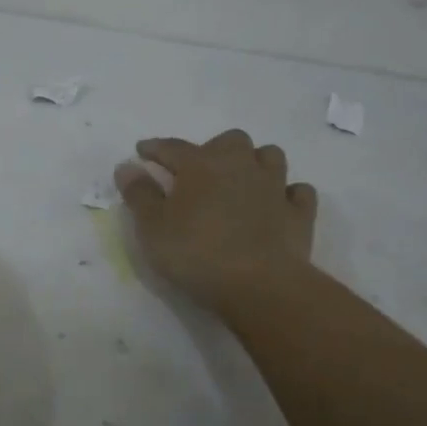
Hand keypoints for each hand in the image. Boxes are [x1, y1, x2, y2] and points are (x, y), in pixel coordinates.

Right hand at [115, 130, 317, 320]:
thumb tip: (127, 166)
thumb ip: (139, 194)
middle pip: (230, 140)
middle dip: (214, 149)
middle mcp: (240, 165)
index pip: (172, 147)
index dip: (155, 148)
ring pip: (270, 156)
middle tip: (200, 171)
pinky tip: (278, 204)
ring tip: (241, 181)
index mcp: (201, 164)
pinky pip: (298, 192)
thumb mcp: (152, 227)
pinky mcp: (299, 214)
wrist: (259, 285)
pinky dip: (287, 194)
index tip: (142, 151)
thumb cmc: (196, 253)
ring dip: (255, 163)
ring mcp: (274, 187)